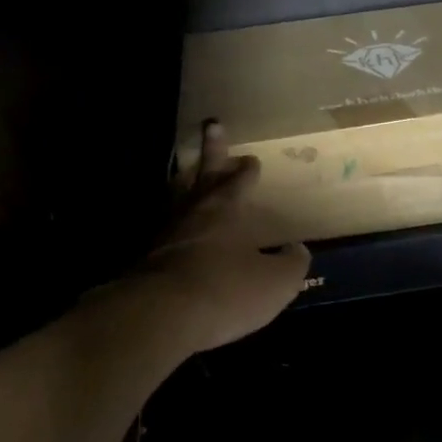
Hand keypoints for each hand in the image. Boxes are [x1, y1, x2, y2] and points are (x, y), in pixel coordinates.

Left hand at [132, 120, 310, 355]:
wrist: (160, 316)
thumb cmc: (225, 290)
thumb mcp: (275, 281)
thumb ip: (290, 263)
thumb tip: (297, 250)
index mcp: (225, 211)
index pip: (238, 182)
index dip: (246, 171)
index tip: (251, 160)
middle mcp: (193, 214)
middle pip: (203, 175)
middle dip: (212, 151)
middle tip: (213, 125)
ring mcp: (164, 235)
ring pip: (177, 198)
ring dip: (185, 183)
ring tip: (187, 173)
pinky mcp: (145, 260)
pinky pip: (163, 230)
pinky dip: (172, 223)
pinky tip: (175, 232)